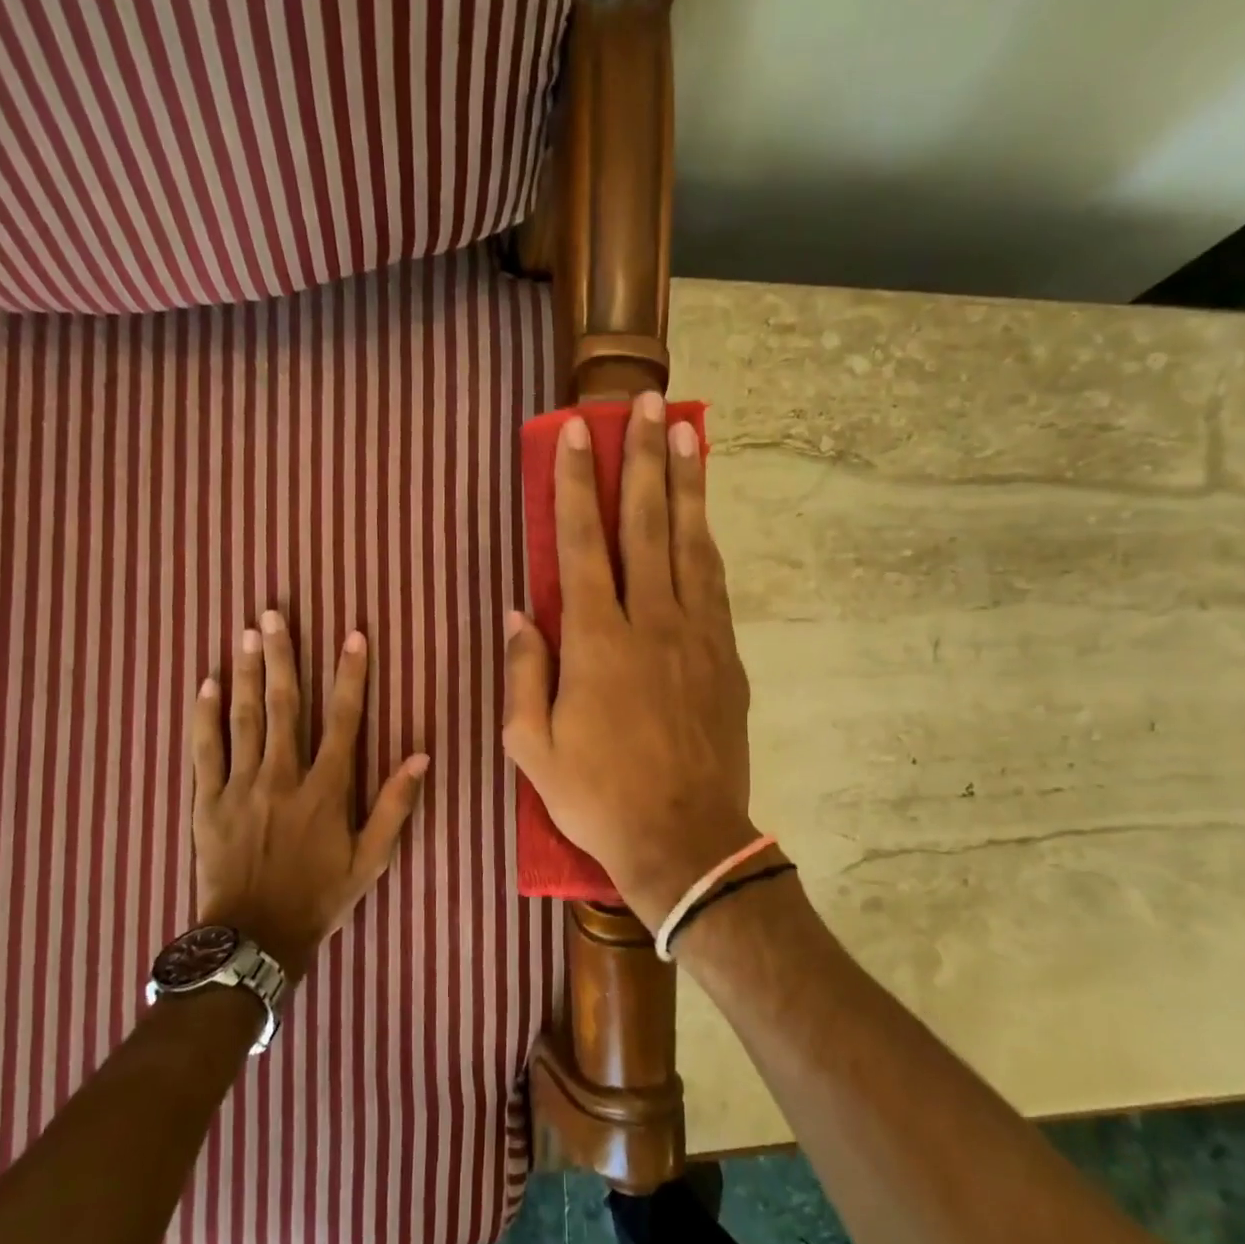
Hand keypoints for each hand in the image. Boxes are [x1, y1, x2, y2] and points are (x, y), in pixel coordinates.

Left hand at [188, 610, 427, 981]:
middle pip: (282, 705)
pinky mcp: (207, 801)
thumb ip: (394, 805)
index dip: (349, 675)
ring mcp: (240, 786)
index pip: (342, 720)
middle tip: (274, 614)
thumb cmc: (319, 897)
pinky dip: (204, 715)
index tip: (352, 635)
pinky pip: (205, 750)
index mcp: (325, 789)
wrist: (253, 938)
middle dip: (281, 656)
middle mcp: (282, 776)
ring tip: (245, 633)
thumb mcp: (371, 860)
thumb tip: (421, 755)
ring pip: (242, 718)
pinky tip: (205, 683)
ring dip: (244, 672)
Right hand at [502, 392, 755, 925]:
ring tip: (687, 433)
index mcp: (596, 642)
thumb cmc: (597, 796)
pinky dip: (706, 542)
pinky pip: (714, 585)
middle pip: (646, 525)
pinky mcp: (726, 658)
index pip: (582, 545)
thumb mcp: (532, 745)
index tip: (576, 433)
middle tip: (647, 404)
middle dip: (643, 458)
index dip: (575, 484)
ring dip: (685, 485)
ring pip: (689, 544)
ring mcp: (696, 637)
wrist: (684, 839)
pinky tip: (703, 518)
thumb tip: (519, 612)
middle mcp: (650, 623)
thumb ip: (524, 672)